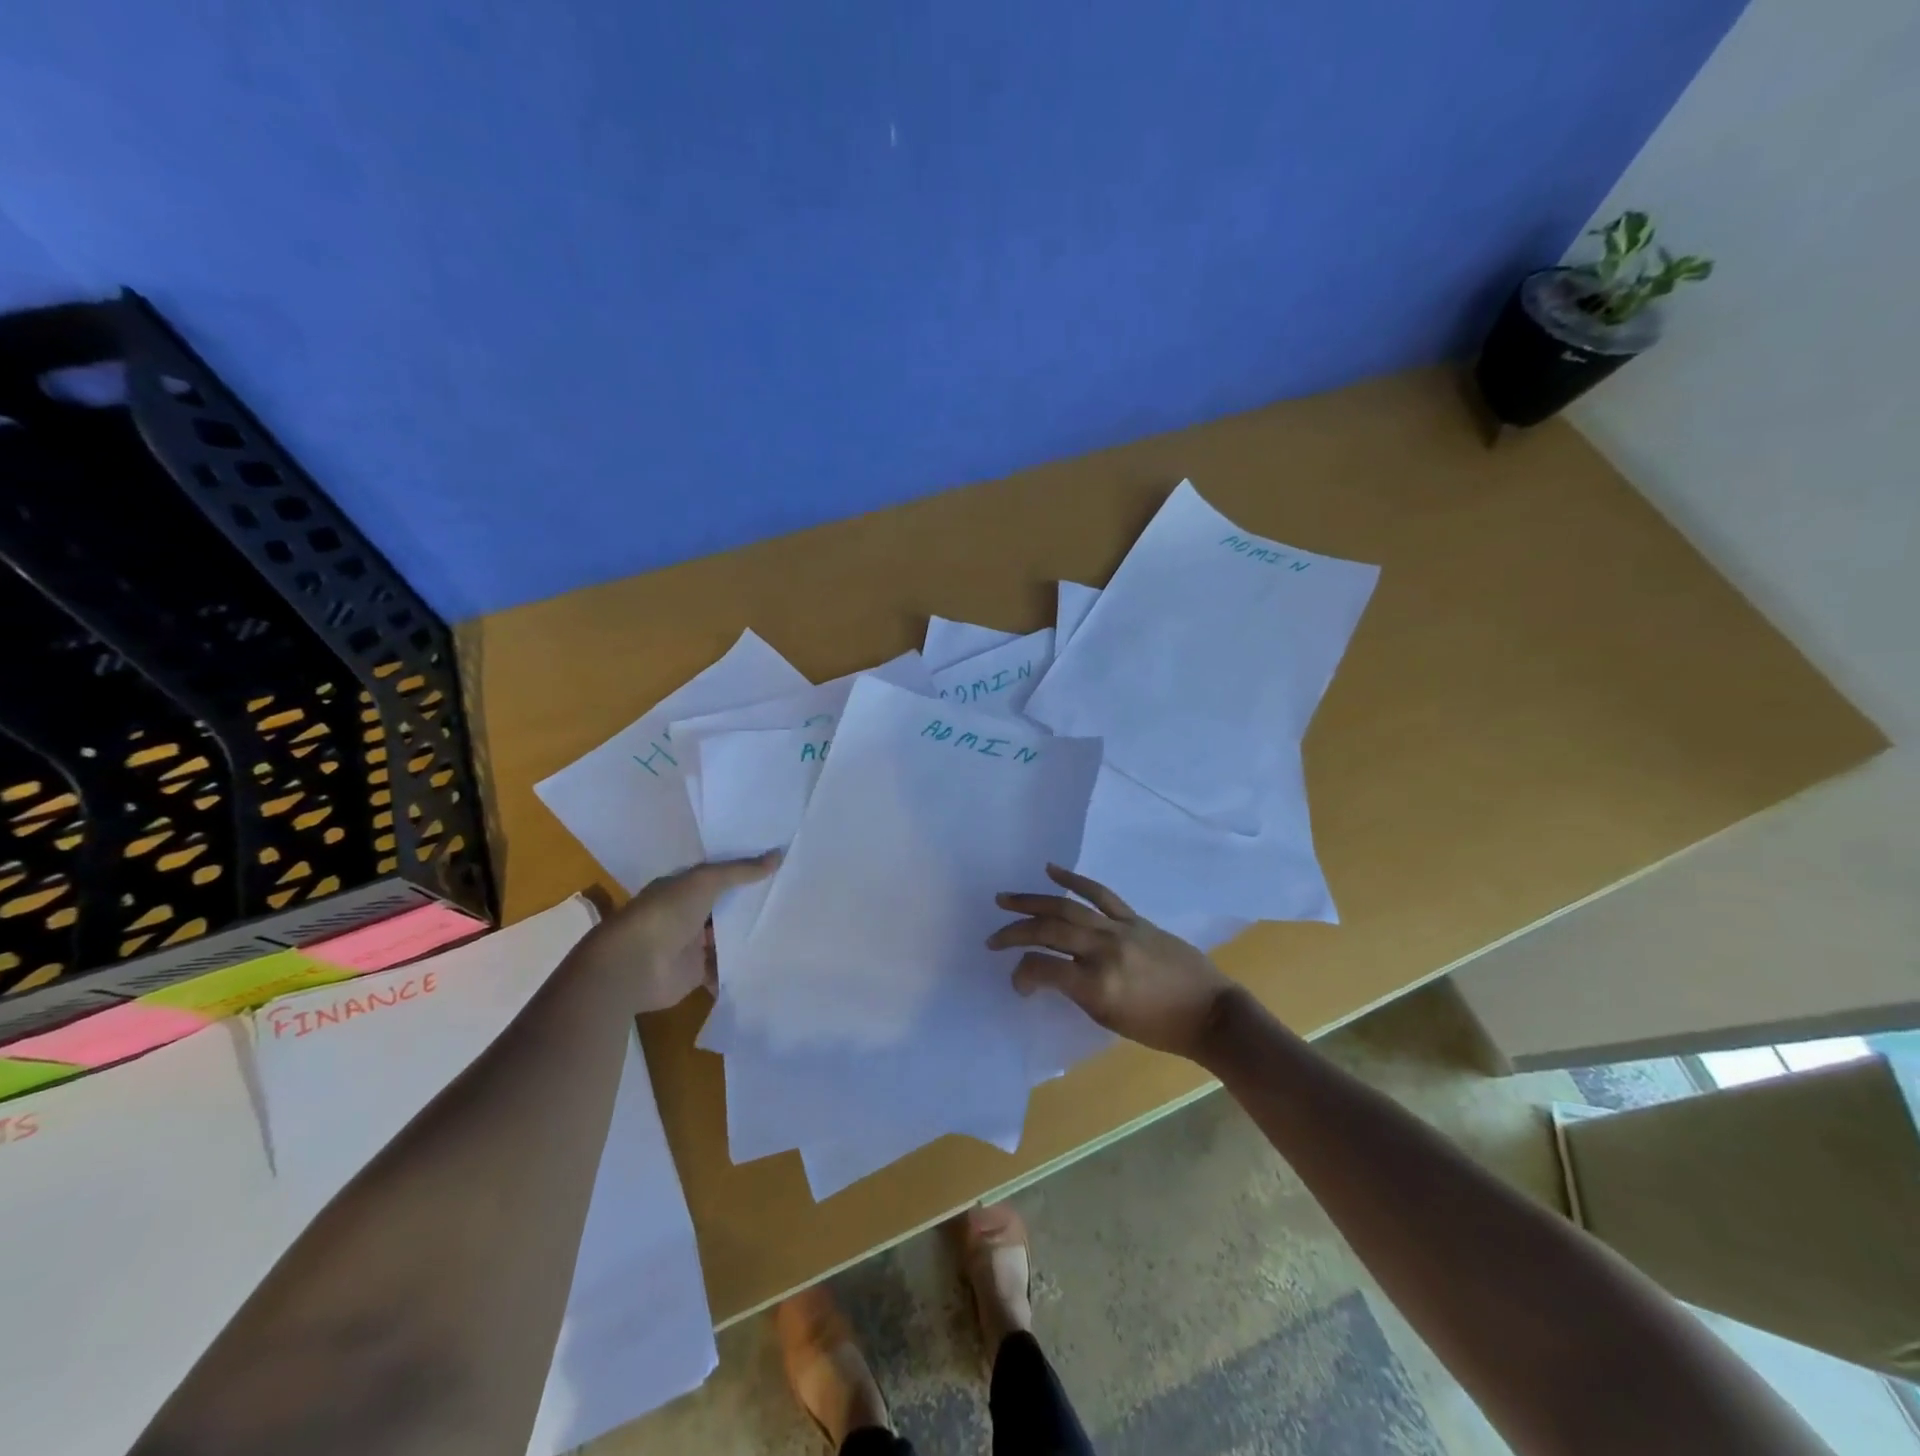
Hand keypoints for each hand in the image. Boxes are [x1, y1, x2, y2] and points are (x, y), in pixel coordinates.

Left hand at [578, 851, 780, 1011]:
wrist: (634, 966)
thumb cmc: (666, 913)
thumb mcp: (706, 882)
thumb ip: (741, 871)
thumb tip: (778, 854)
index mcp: (683, 888)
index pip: (718, 876)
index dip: (744, 871)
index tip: (777, 867)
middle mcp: (686, 914)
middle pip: (724, 908)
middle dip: (750, 905)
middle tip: (790, 898)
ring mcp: (690, 945)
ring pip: (725, 938)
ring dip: (747, 936)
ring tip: (788, 929)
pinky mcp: (695, 974)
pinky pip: (723, 969)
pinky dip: (740, 968)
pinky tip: (769, 961)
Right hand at [988, 864, 1239, 1059]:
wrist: (1211, 1012)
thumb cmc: (1160, 1029)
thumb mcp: (1109, 1019)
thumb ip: (1076, 991)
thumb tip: (1048, 972)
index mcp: (1097, 985)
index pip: (1043, 969)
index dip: (1021, 974)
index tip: (1016, 983)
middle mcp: (1104, 951)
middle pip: (1049, 932)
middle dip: (1016, 932)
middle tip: (993, 937)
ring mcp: (1120, 929)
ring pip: (1067, 907)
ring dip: (1033, 901)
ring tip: (1006, 898)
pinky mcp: (1134, 918)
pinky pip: (1100, 894)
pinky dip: (1074, 879)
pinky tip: (1051, 869)